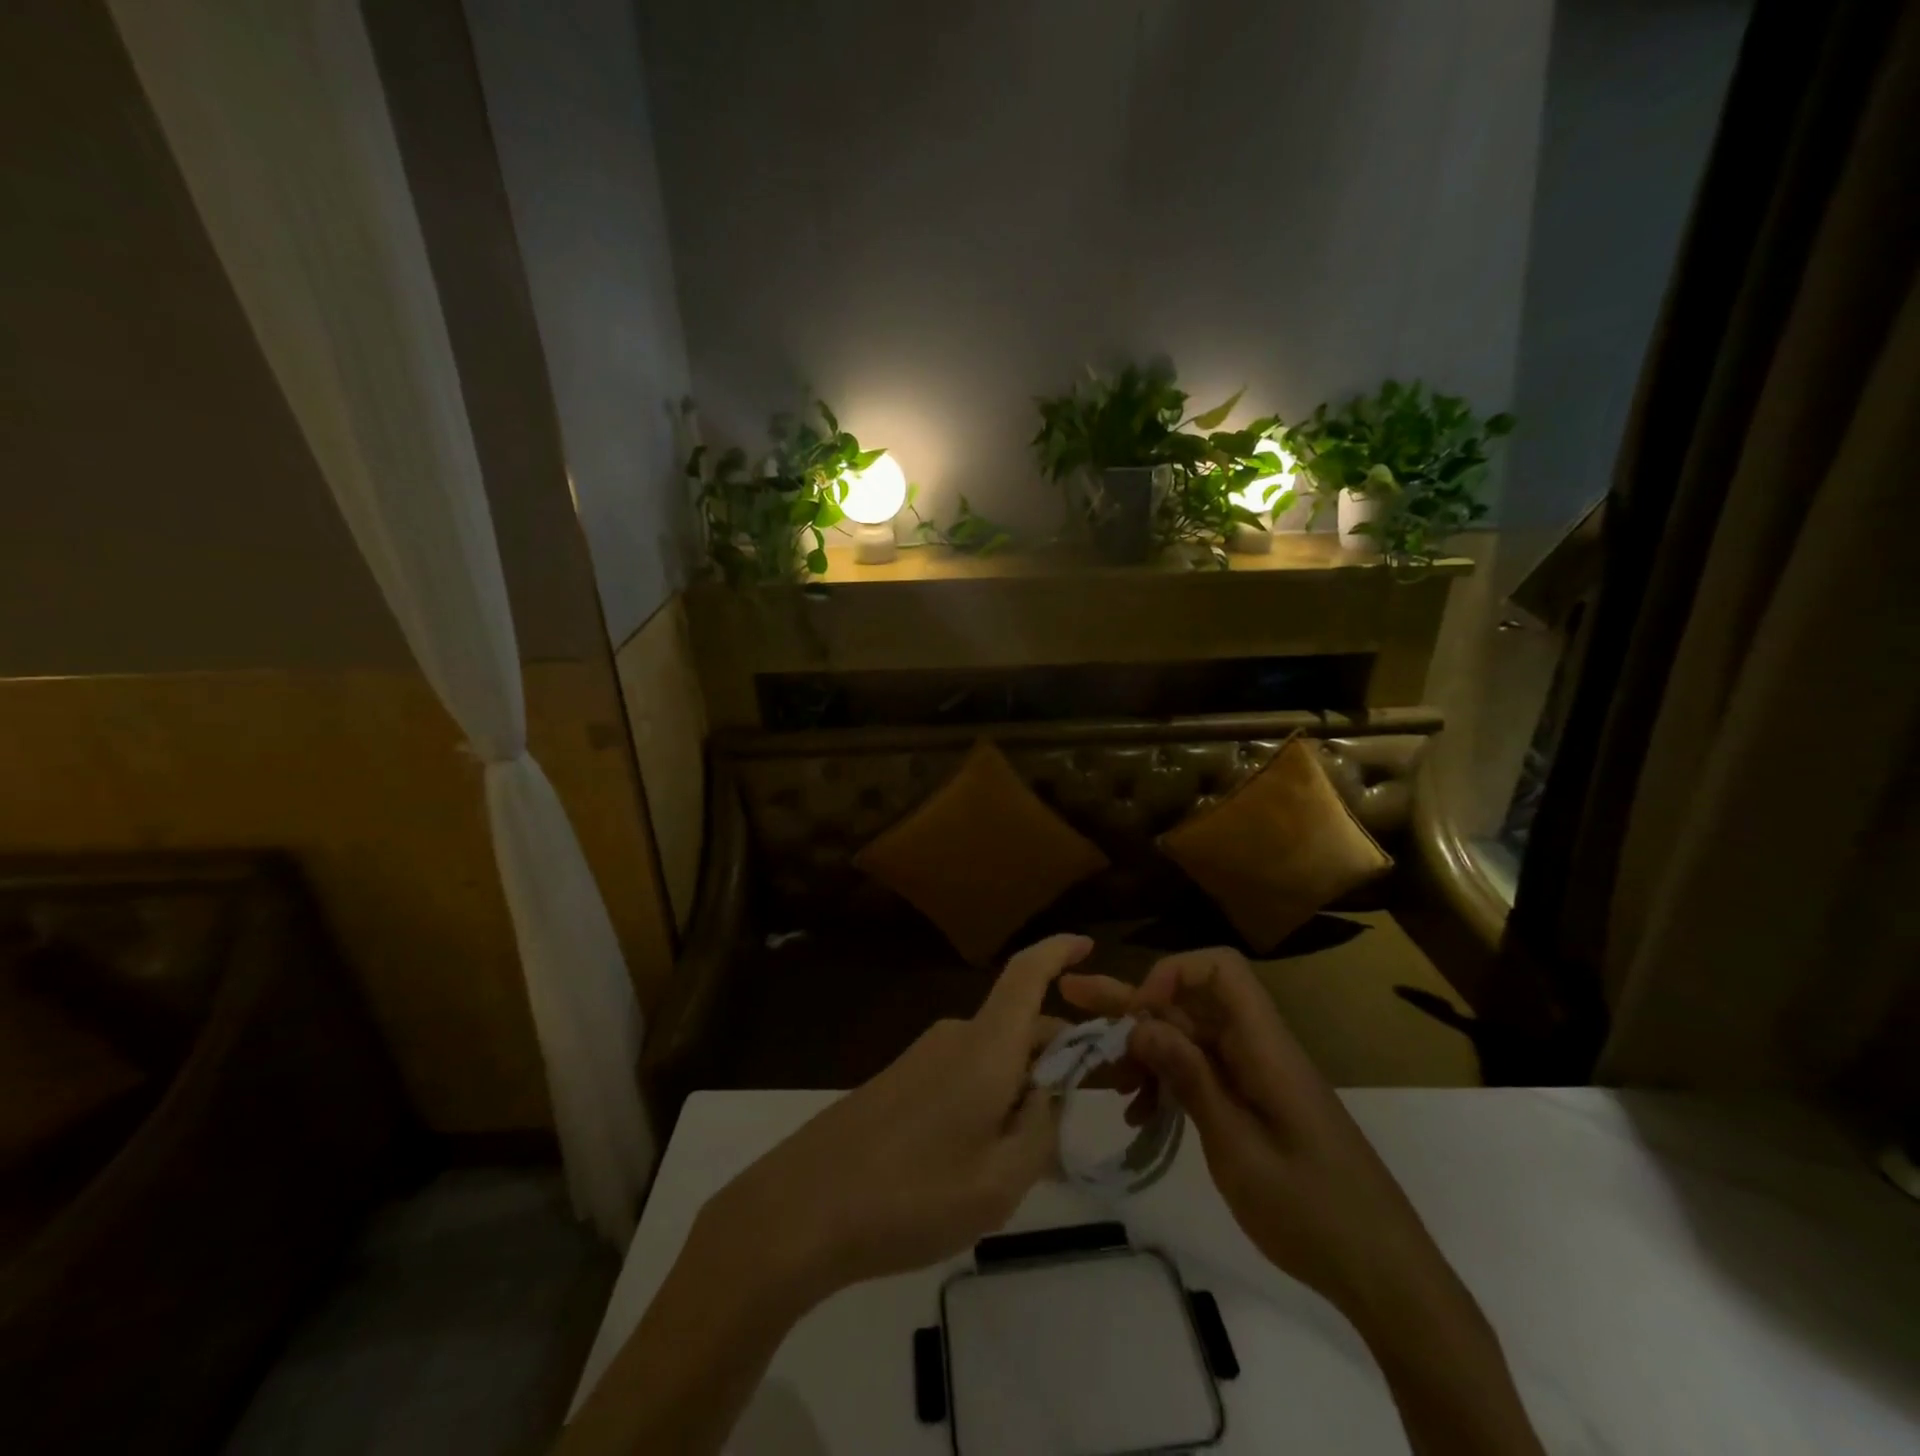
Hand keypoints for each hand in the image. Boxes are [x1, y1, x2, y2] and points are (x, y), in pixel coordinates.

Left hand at [705, 933, 1091, 1304]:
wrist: (803, 1208)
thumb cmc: (912, 1194)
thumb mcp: (1000, 1180)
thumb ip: (1041, 1130)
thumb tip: (1050, 1092)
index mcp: (986, 1046)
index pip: (1027, 973)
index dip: (1059, 951)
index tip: (1090, 946)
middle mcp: (955, 1036)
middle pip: (1020, 1024)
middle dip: (1056, 1057)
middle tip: (1079, 1116)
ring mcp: (923, 1055)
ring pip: (994, 1055)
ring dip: (1021, 1087)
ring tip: (1026, 1159)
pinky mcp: (900, 1079)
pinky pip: (964, 1073)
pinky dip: (989, 1097)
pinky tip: (980, 1158)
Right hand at [1061, 947, 1453, 1326]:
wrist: (1385, 1275)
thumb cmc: (1314, 1211)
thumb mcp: (1240, 1149)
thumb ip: (1191, 1079)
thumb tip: (1142, 1022)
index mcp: (1264, 1047)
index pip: (1220, 970)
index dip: (1173, 973)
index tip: (1138, 1013)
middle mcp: (1256, 1049)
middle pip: (1189, 1004)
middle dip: (1130, 1001)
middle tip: (1072, 994)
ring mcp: (1254, 1077)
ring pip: (1188, 1040)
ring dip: (1142, 1050)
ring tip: (1098, 1075)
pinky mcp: (1253, 1104)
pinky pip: (1200, 1074)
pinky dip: (1166, 1084)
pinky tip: (1138, 1114)